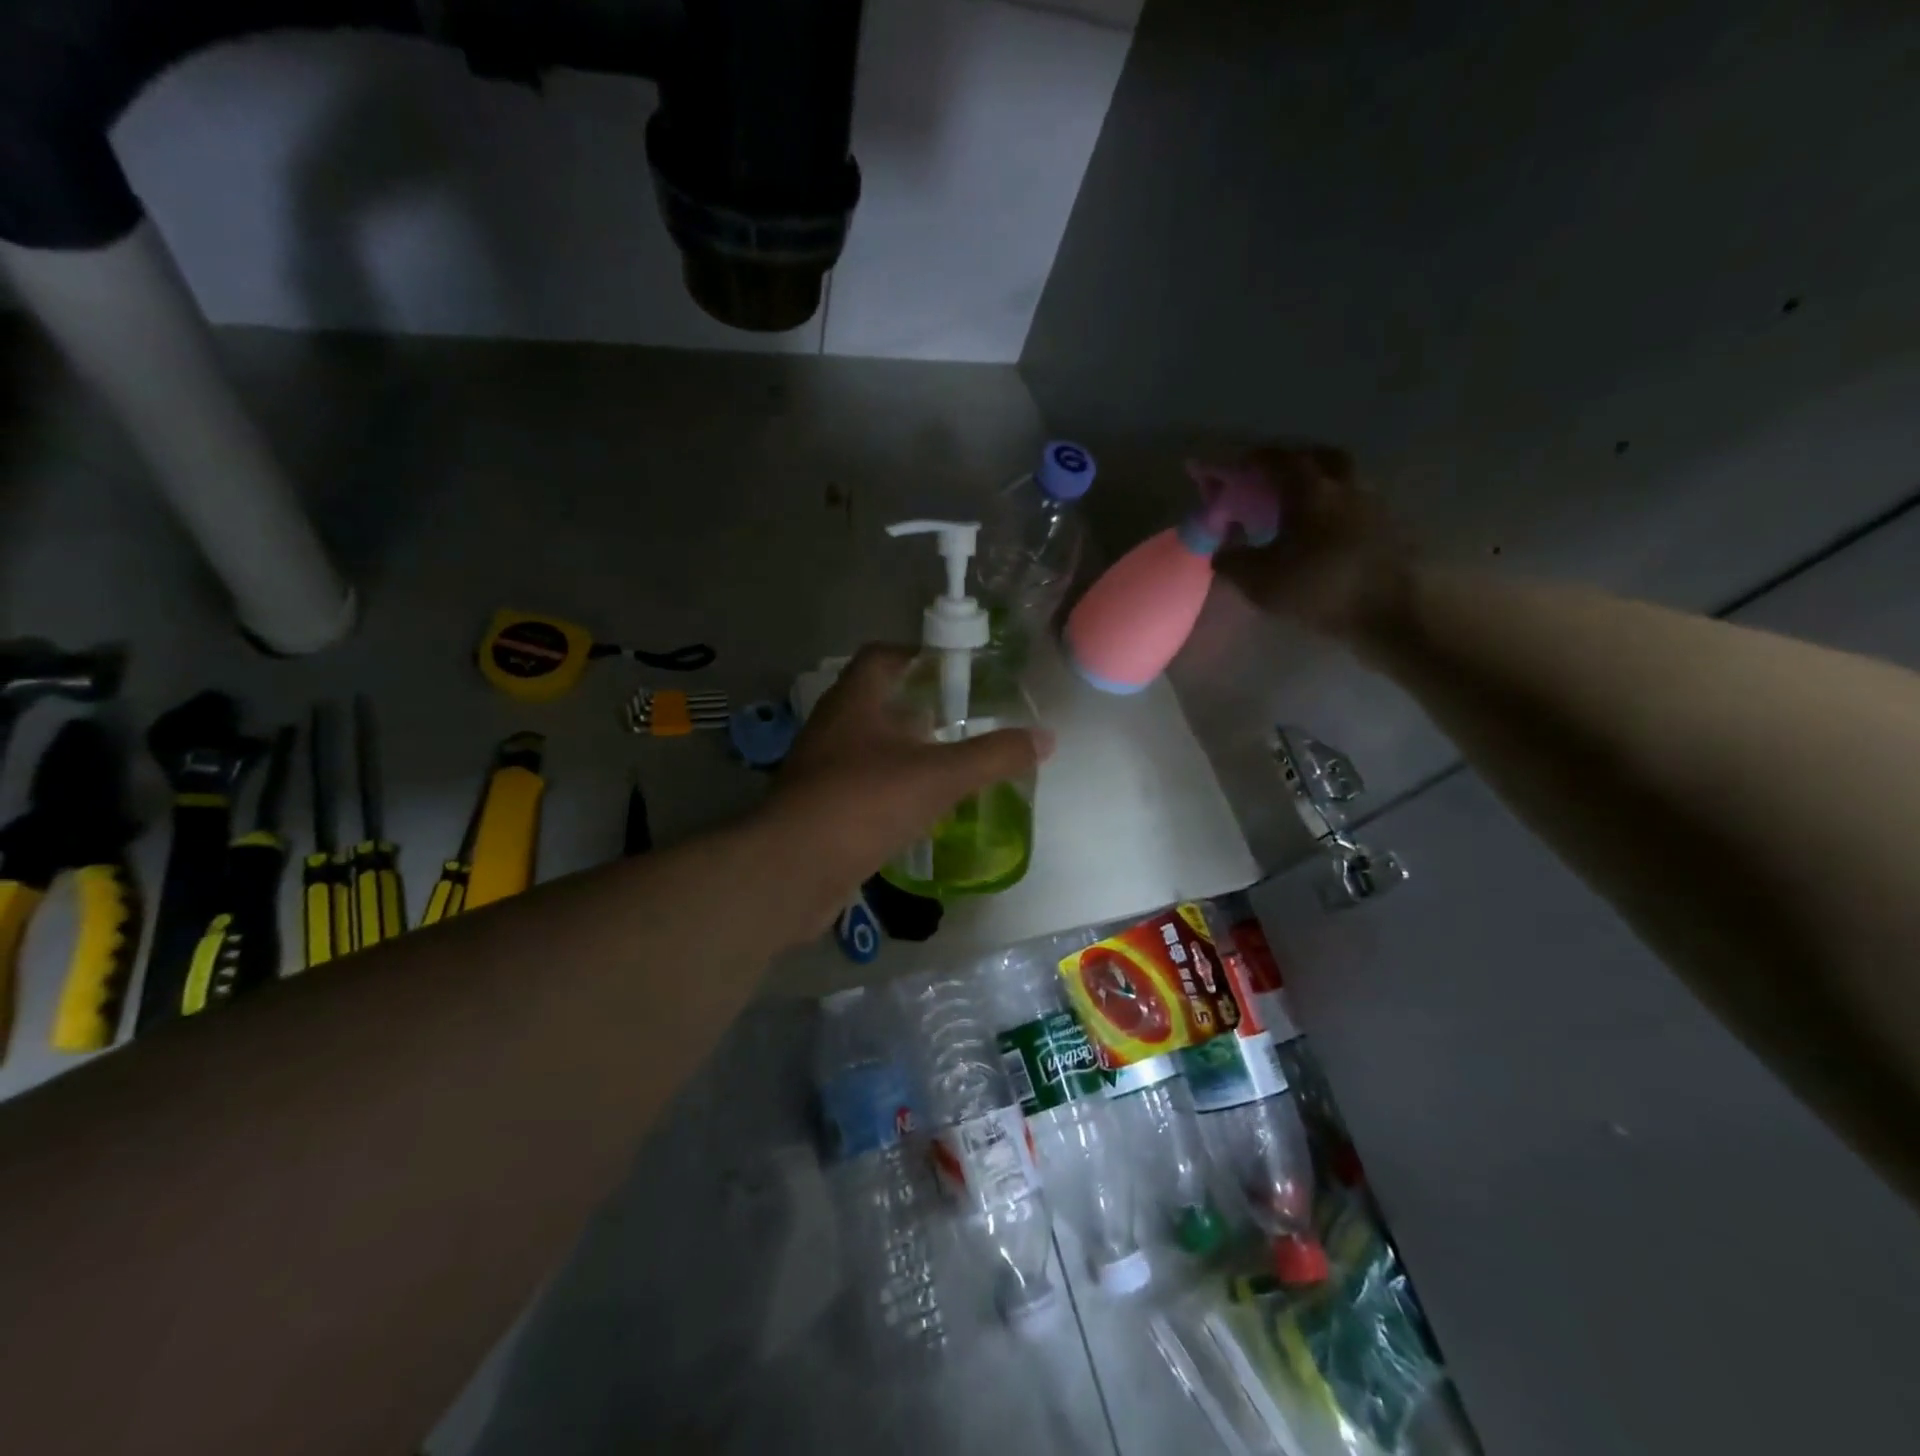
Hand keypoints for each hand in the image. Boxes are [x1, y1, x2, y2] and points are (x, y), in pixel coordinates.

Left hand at [758, 645, 1051, 911]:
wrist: (793, 871)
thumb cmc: (864, 803)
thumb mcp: (939, 776)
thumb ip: (993, 756)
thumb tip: (1045, 738)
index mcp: (854, 703)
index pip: (881, 657)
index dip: (916, 654)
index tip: (952, 666)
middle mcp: (832, 729)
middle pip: (877, 703)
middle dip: (918, 708)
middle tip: (961, 721)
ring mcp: (821, 771)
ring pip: (869, 749)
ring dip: (905, 753)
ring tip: (948, 765)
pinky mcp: (820, 810)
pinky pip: (862, 788)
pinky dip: (892, 791)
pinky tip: (920, 810)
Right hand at [1213, 445, 1411, 642]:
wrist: (1393, 612)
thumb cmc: (1320, 589)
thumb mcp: (1260, 582)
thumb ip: (1233, 561)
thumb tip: (1220, 551)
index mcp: (1311, 490)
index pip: (1278, 459)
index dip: (1253, 460)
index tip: (1237, 468)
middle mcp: (1345, 486)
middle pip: (1321, 458)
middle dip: (1295, 462)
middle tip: (1275, 480)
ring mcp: (1374, 505)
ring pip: (1343, 481)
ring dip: (1321, 486)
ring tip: (1300, 510)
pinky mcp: (1391, 529)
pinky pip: (1357, 507)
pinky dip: (1338, 511)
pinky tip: (1325, 534)